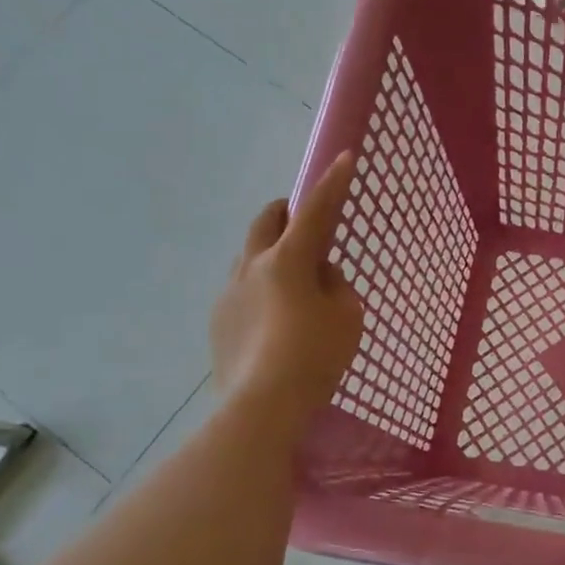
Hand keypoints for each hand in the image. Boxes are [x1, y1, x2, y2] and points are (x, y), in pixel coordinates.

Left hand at [210, 151, 364, 419]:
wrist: (261, 407)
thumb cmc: (315, 357)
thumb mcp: (347, 317)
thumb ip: (336, 286)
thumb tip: (318, 276)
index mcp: (288, 260)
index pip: (315, 211)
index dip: (333, 183)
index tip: (344, 157)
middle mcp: (252, 267)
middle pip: (265, 222)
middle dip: (285, 212)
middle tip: (303, 219)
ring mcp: (229, 294)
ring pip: (249, 256)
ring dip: (271, 253)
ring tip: (292, 279)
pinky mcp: (218, 322)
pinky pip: (242, 289)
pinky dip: (260, 287)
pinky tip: (274, 319)